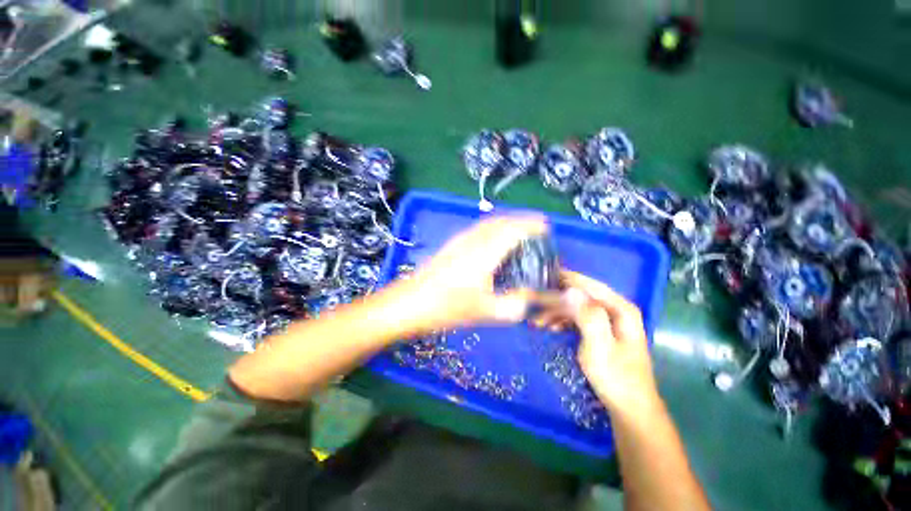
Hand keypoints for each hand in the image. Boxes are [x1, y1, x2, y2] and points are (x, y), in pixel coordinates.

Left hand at [393, 216, 547, 330]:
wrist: (411, 303)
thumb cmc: (448, 307)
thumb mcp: (487, 312)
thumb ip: (515, 304)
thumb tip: (530, 295)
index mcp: (485, 252)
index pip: (514, 229)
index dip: (532, 225)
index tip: (546, 227)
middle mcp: (473, 239)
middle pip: (502, 221)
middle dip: (522, 221)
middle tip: (537, 229)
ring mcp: (460, 240)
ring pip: (489, 223)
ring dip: (507, 223)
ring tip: (520, 233)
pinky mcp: (452, 244)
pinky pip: (479, 228)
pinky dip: (494, 228)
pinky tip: (495, 242)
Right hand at [533, 271, 658, 413]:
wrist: (629, 408)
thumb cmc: (616, 378)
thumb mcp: (600, 347)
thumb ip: (588, 317)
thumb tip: (570, 291)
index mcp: (620, 309)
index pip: (589, 285)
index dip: (565, 279)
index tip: (543, 277)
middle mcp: (614, 309)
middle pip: (580, 295)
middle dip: (556, 299)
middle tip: (533, 303)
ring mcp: (608, 320)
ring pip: (577, 307)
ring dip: (556, 311)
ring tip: (537, 321)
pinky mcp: (601, 330)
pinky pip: (578, 318)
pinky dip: (562, 320)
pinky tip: (550, 327)